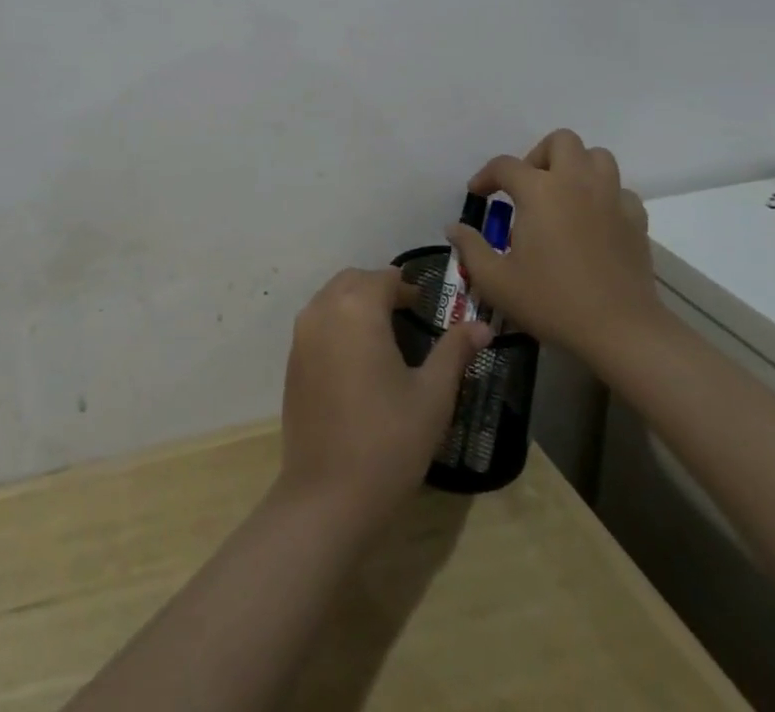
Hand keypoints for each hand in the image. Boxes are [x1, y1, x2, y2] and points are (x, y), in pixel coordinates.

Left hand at [275, 268, 490, 531]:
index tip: (428, 307)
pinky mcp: (292, 361)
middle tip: (409, 314)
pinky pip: (317, 323)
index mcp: (357, 309)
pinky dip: (338, 322)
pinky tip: (358, 358)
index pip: (384, 278)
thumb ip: (455, 351)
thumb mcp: (433, 396)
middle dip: (380, 289)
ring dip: (356, 303)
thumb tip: (483, 326)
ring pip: (331, 298)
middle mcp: (322, 310)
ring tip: (386, 334)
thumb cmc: (389, 441)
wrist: (328, 496)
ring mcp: (301, 335)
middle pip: (353, 281)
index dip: (408, 288)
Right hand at [445, 129, 665, 369]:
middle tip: (527, 187)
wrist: (621, 331)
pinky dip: (605, 196)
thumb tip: (455, 228)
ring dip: (577, 167)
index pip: (505, 165)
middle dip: (539, 155)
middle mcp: (576, 182)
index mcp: (539, 191)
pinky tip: (594, 220)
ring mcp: (611, 198)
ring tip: (562, 195)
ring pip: (597, 157)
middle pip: (560, 141)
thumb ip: (470, 248)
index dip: (485, 176)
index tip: (478, 195)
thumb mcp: (496, 281)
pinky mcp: (636, 220)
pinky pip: (620, 190)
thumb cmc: (552, 301)